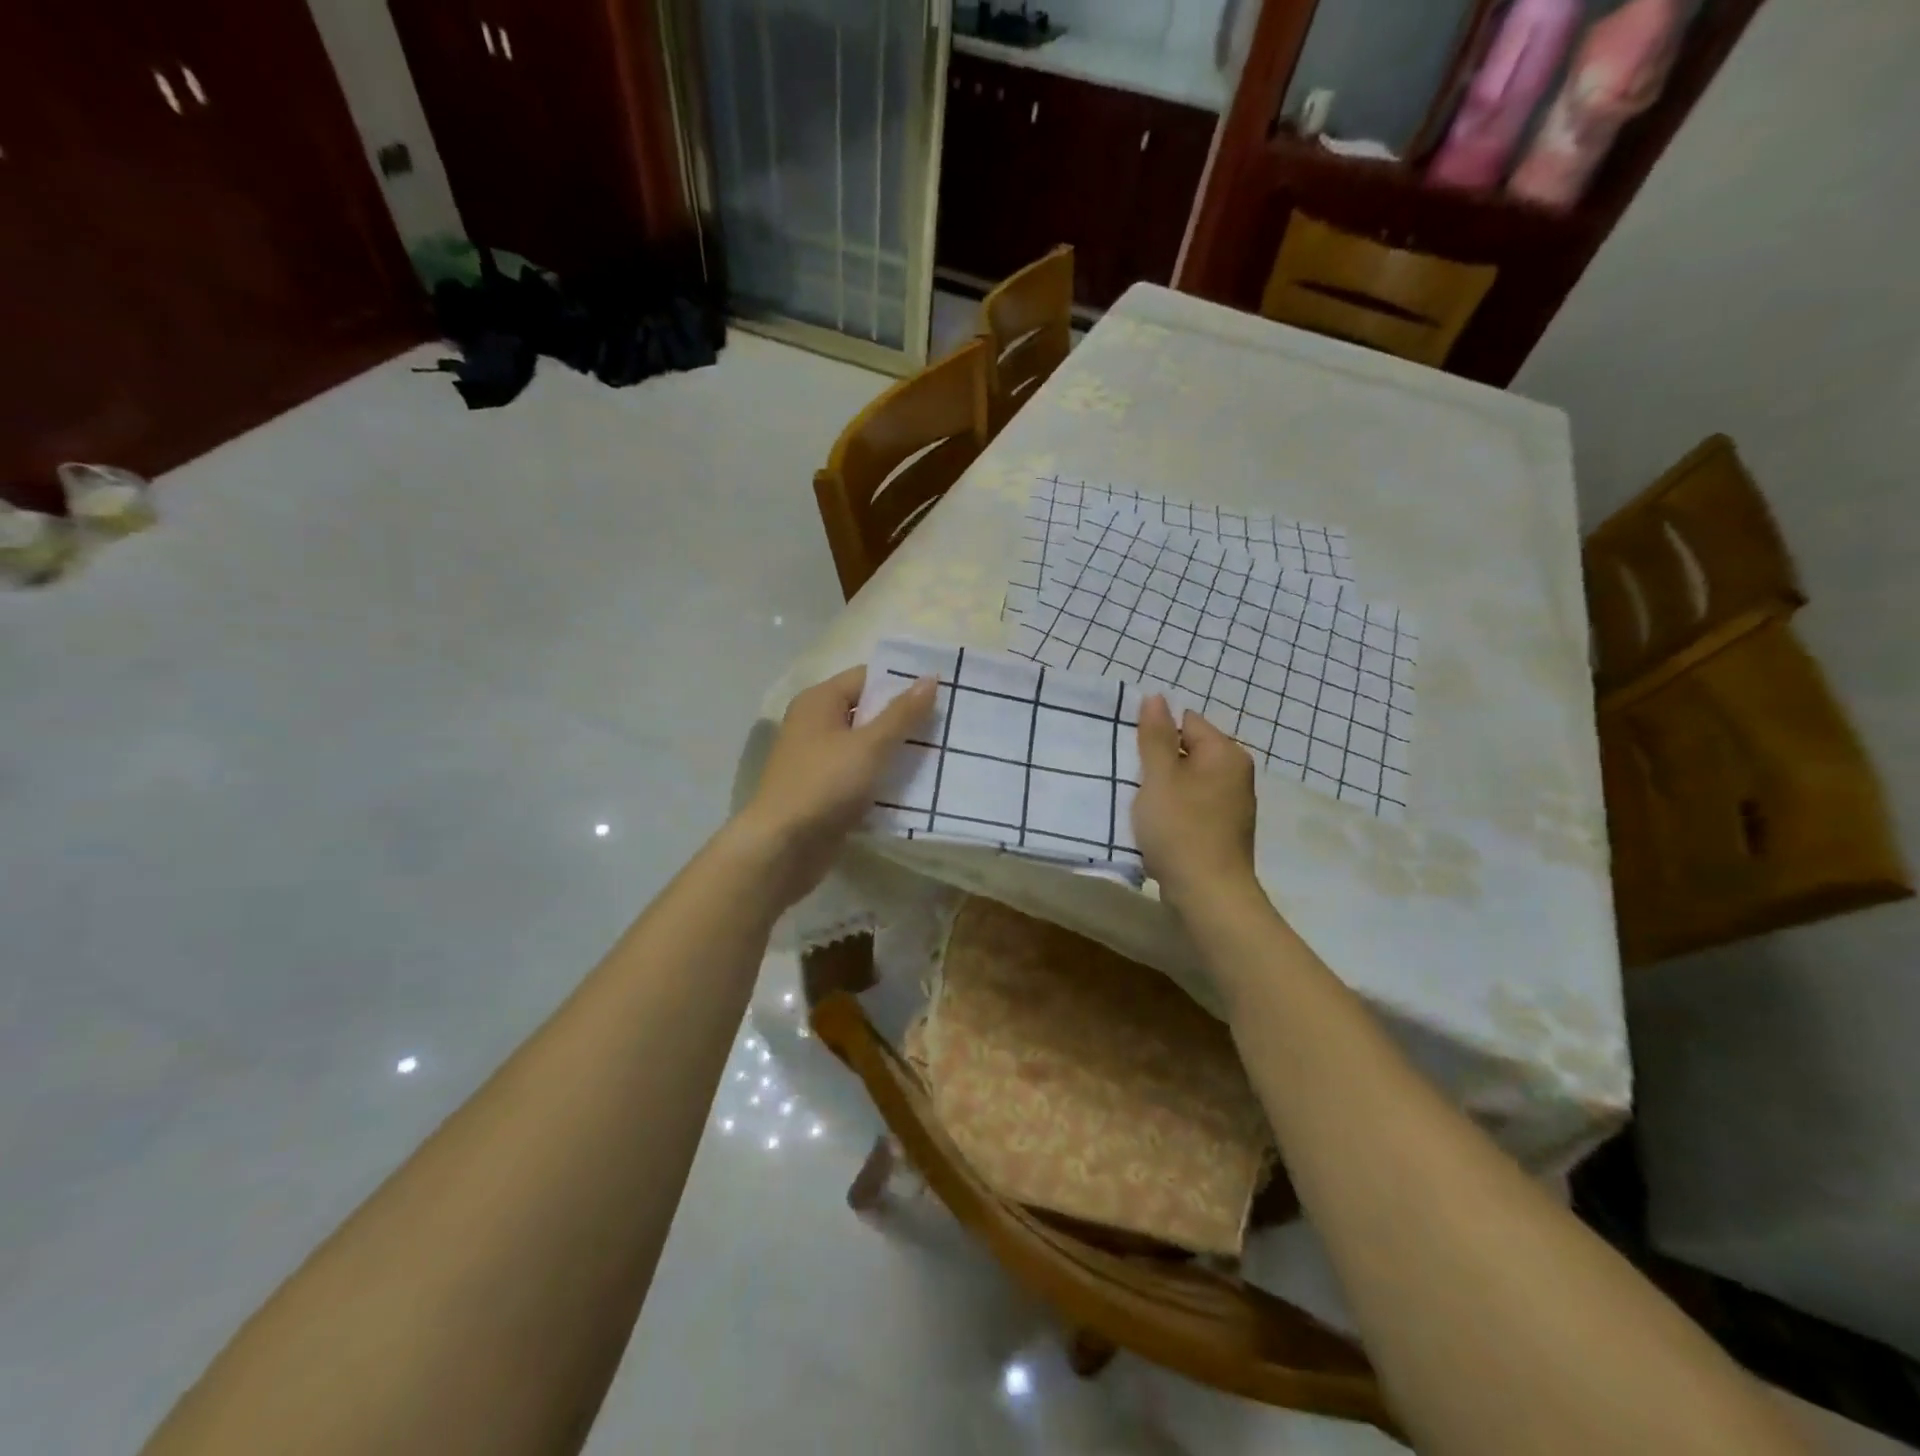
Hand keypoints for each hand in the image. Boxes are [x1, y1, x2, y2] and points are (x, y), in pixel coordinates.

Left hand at [734, 666, 935, 903]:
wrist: (783, 848)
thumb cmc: (825, 785)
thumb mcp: (870, 746)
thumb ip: (902, 714)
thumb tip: (930, 678)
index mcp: (819, 701)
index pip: (867, 677)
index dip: (902, 683)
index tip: (941, 693)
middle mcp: (815, 724)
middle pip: (867, 711)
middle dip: (905, 719)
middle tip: (947, 724)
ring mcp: (818, 759)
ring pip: (866, 745)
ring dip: (897, 750)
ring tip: (939, 753)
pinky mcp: (825, 790)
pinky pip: (861, 774)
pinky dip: (883, 777)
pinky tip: (915, 785)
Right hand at [1133, 695, 1260, 911]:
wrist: (1209, 894)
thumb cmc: (1180, 828)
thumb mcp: (1159, 777)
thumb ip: (1155, 736)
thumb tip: (1157, 697)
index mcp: (1225, 753)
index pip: (1186, 722)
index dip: (1156, 734)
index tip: (1132, 755)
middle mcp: (1236, 773)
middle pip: (1188, 751)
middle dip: (1158, 762)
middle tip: (1131, 778)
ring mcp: (1233, 804)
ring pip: (1189, 781)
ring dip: (1164, 788)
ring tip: (1140, 804)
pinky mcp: (1225, 830)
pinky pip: (1194, 806)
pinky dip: (1175, 811)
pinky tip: (1157, 827)